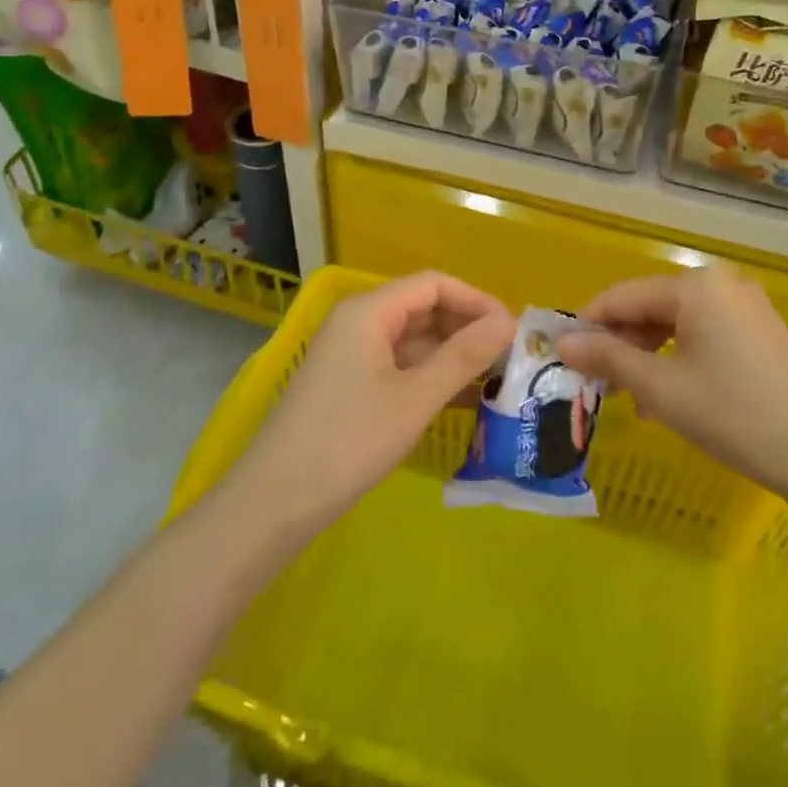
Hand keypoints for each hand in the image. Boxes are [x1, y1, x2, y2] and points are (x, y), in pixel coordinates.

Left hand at [234, 272, 515, 535]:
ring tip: (493, 378)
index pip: (433, 284)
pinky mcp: (346, 384)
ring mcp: (349, 354)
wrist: (275, 502)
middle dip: (466, 327)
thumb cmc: (349, 441)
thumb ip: (464, 355)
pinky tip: (459, 398)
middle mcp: (356, 322)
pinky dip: (428, 375)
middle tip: (508, 356)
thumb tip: (509, 322)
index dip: (476, 300)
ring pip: (411, 339)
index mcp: (368, 311)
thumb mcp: (415, 397)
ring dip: (450, 354)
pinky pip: (397, 365)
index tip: (512, 329)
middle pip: (421, 308)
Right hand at [555, 266, 787, 517]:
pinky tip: (665, 398)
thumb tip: (562, 343)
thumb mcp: (663, 389)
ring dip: (645, 356)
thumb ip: (609, 359)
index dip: (586, 325)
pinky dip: (676, 360)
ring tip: (628, 399)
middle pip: (648, 306)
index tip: (560, 358)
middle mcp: (719, 285)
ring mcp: (743, 308)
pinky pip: (701, 336)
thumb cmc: (739, 417)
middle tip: (594, 386)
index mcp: (694, 287)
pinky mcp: (759, 333)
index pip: (621, 296)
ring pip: (674, 323)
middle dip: (617, 343)